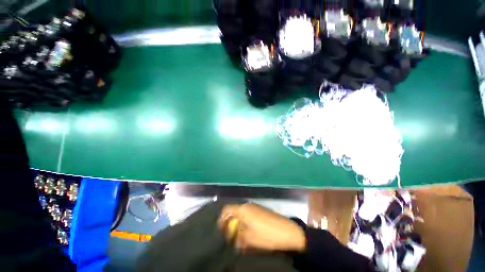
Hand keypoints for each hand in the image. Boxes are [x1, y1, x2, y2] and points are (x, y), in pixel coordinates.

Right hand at [218, 203, 305, 251]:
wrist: (287, 231)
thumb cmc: (266, 235)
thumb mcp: (249, 239)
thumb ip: (237, 237)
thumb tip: (231, 238)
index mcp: (243, 210)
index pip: (227, 209)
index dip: (221, 219)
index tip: (220, 230)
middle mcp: (248, 206)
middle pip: (234, 212)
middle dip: (230, 224)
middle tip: (229, 237)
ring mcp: (255, 207)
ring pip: (242, 214)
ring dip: (238, 225)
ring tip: (239, 237)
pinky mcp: (261, 211)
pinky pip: (249, 215)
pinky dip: (246, 223)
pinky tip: (248, 233)